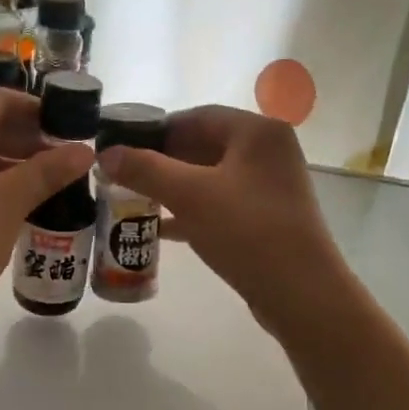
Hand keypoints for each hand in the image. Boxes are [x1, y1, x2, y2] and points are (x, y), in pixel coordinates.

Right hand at [99, 105, 344, 325]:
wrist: (301, 293)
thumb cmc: (247, 231)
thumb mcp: (190, 196)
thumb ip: (146, 170)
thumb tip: (107, 153)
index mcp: (258, 132)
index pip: (198, 116)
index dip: (156, 129)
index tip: (122, 146)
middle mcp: (269, 151)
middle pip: (205, 145)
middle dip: (163, 161)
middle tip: (124, 175)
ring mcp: (271, 186)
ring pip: (212, 177)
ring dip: (174, 187)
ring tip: (134, 199)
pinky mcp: (268, 218)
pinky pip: (222, 203)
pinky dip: (193, 210)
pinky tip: (161, 228)